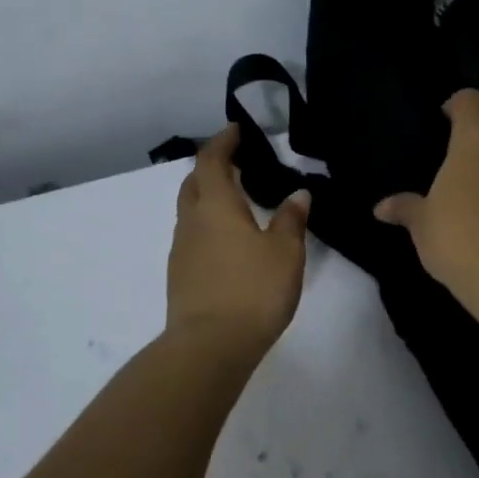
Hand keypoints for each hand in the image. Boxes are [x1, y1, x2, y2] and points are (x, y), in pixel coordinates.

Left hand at [166, 124, 310, 359]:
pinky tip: (228, 243)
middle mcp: (191, 221)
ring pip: (190, 211)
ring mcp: (181, 250)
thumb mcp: (284, 253)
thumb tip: (298, 194)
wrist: (209, 347)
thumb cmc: (252, 290)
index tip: (236, 130)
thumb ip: (291, 220)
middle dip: (211, 168)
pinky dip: (208, 226)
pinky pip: (192, 237)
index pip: (211, 160)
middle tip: (237, 164)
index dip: (223, 141)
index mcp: (215, 206)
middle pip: (193, 182)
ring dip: (208, 198)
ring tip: (237, 203)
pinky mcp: (180, 276)